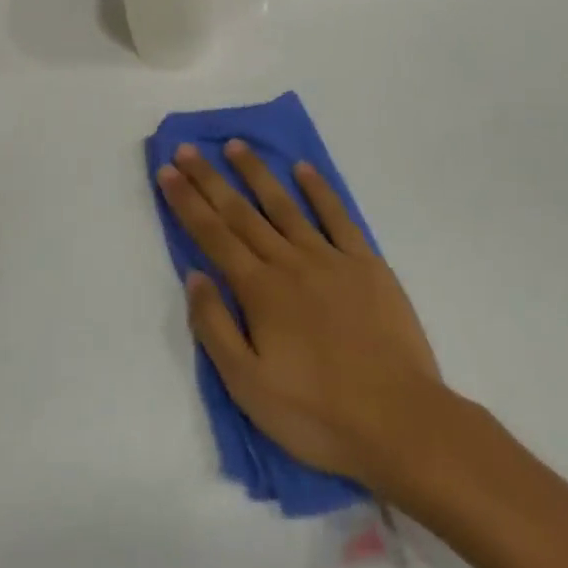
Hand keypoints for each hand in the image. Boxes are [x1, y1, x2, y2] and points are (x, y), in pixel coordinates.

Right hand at [156, 140, 442, 491]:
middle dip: (210, 179)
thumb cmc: (317, 413)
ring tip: (236, 146)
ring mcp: (330, 259)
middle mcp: (289, 262)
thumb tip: (194, 275)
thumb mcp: (248, 386)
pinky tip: (303, 169)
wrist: (399, 421)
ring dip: (257, 173)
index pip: (213, 235)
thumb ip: (216, 327)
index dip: (187, 201)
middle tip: (187, 149)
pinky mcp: (366, 264)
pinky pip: (337, 217)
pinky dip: (319, 190)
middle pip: (241, 213)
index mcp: (259, 291)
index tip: (168, 171)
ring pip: (285, 205)